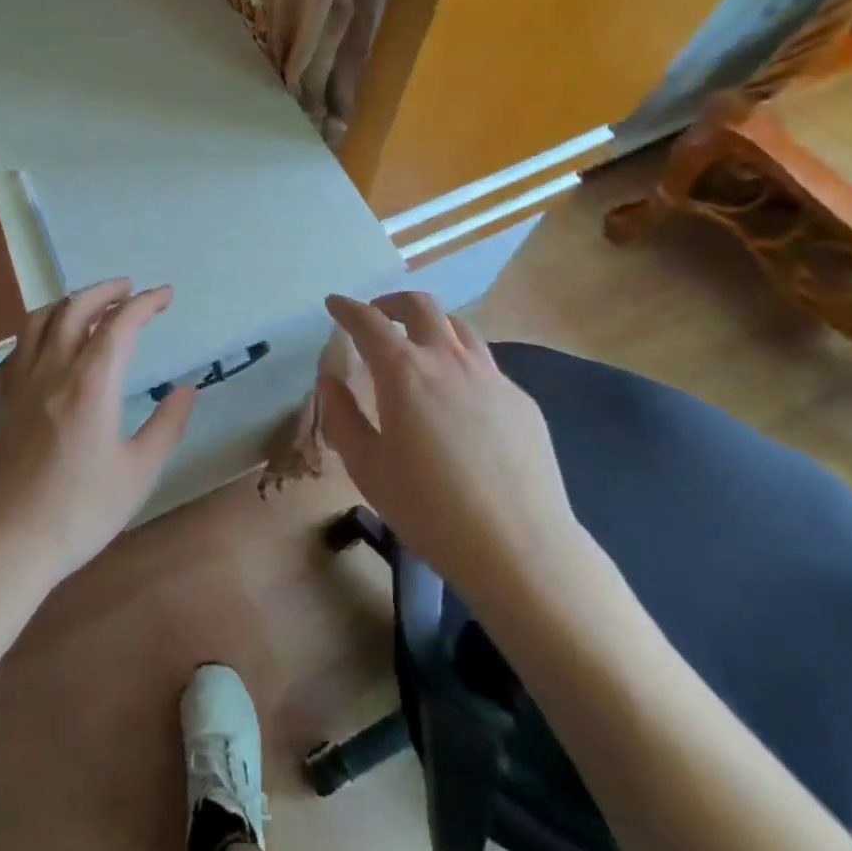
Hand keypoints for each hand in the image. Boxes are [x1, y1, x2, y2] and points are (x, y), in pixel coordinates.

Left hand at [0, 279, 195, 590]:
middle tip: (130, 289)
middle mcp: (52, 370)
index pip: (120, 324)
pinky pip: (17, 348)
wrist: (2, 547)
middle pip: (75, 308)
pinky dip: (38, 331)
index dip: (145, 302)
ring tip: (90, 305)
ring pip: (39, 320)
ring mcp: (19, 384)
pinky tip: (47, 344)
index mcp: (90, 383)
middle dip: (106, 291)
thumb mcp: (138, 474)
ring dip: (69, 302)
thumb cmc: (78, 513)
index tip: (165, 295)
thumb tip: (186, 389)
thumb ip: (166, 426)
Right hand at [321, 292, 584, 603]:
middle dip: (392, 302)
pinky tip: (459, 398)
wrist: (519, 548)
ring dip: (431, 325)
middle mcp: (448, 360)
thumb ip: (343, 417)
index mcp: (405, 373)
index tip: (334, 303)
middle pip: (421, 306)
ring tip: (419, 347)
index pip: (369, 322)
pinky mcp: (520, 399)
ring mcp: (491, 376)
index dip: (347, 308)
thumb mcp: (367, 468)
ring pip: (459, 327)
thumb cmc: (430, 510)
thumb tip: (331, 381)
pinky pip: (485, 364)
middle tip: (377, 316)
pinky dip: (460, 362)